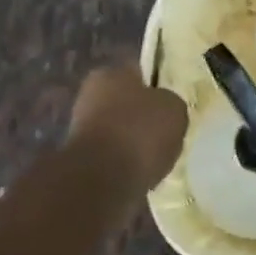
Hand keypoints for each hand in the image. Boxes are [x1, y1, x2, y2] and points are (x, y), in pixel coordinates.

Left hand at [68, 65, 188, 192]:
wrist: (102, 181)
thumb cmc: (139, 132)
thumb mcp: (174, 109)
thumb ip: (170, 104)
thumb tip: (166, 110)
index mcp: (111, 73)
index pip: (139, 73)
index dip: (157, 86)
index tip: (171, 104)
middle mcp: (90, 95)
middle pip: (126, 103)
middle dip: (143, 117)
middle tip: (167, 133)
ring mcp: (82, 130)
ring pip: (118, 131)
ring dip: (133, 143)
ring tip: (157, 158)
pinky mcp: (81, 162)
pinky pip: (113, 158)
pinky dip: (125, 165)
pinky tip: (141, 175)